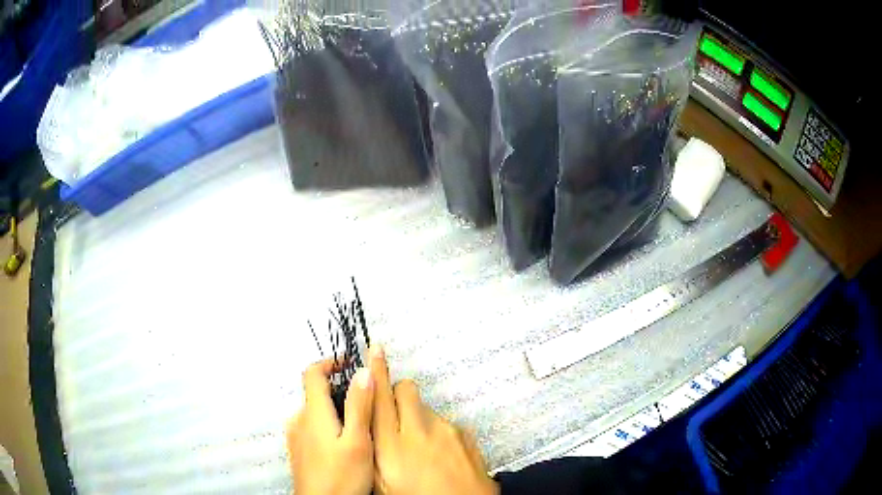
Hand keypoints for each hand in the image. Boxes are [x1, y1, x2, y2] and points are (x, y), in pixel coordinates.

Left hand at [287, 359, 374, 494]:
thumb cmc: (341, 476)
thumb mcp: (358, 442)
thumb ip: (360, 406)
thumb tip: (363, 370)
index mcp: (313, 413)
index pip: (312, 373)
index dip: (330, 363)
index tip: (350, 364)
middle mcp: (299, 420)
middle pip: (316, 394)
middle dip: (340, 392)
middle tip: (368, 405)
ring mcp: (296, 437)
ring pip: (316, 414)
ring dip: (336, 411)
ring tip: (362, 429)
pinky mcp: (298, 452)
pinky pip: (313, 429)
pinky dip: (329, 426)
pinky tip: (346, 447)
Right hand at [370, 346, 498, 494]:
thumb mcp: (383, 484)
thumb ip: (374, 453)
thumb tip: (369, 431)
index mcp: (393, 444)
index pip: (379, 398)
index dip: (375, 372)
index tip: (375, 350)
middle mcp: (419, 430)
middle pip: (406, 390)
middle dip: (397, 393)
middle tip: (394, 416)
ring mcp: (447, 430)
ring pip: (425, 408)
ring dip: (417, 418)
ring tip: (419, 448)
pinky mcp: (466, 435)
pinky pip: (445, 423)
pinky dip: (438, 432)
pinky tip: (440, 456)